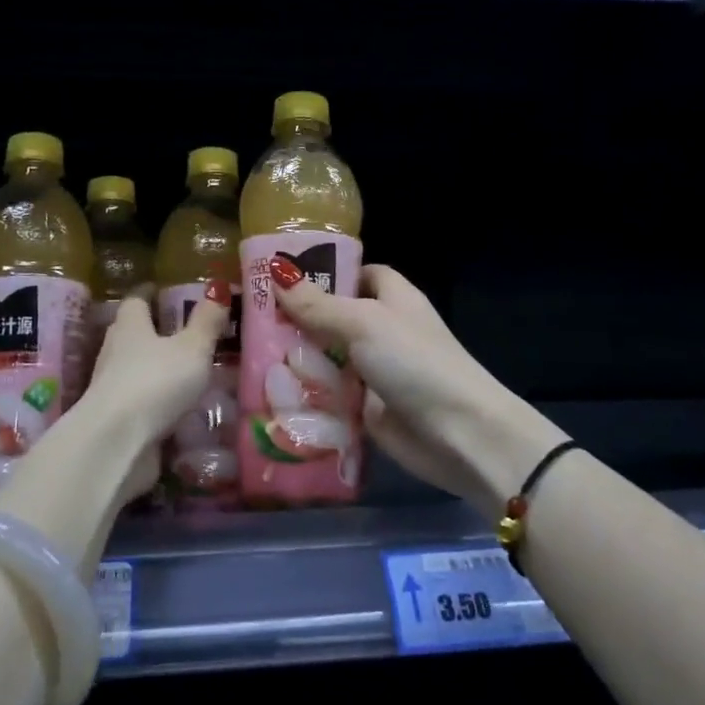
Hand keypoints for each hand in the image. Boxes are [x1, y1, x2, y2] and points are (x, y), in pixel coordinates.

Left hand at [81, 282, 231, 499]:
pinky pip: (139, 403)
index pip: (136, 302)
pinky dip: (155, 402)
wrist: (115, 443)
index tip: (161, 291)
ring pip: (134, 369)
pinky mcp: (115, 420)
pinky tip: (177, 409)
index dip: (149, 295)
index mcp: (130, 327)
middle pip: (132, 334)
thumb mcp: (192, 348)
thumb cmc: (155, 382)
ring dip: (155, 369)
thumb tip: (218, 288)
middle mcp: (115, 352)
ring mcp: (111, 388)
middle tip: (183, 332)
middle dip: (153, 332)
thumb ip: (206, 321)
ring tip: (187, 372)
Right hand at [271, 262, 559, 515]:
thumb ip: (318, 303)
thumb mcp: (364, 323)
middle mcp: (382, 330)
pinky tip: (266, 392)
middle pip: (333, 317)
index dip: (325, 272)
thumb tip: (276, 271)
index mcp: (391, 298)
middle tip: (248, 317)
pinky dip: (305, 395)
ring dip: (295, 359)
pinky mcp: (365, 408)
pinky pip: (328, 395)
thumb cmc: (415, 362)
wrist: (459, 434)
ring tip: (245, 354)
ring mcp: (373, 371)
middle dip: (296, 319)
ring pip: (326, 357)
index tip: (281, 276)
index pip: (356, 274)